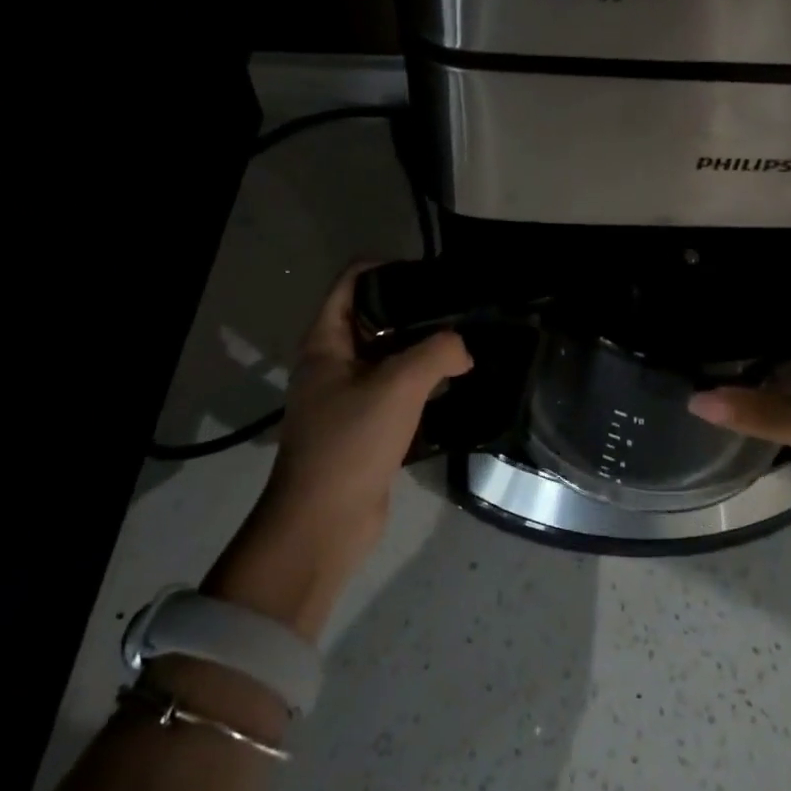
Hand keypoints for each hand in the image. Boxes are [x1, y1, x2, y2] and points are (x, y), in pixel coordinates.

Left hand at [205, 261, 470, 637]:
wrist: (324, 522)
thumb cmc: (352, 442)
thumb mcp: (398, 386)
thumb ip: (437, 353)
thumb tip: (464, 350)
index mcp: (326, 342)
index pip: (353, 282)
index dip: (389, 268)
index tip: (432, 275)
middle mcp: (332, 363)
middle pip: (374, 318)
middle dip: (415, 311)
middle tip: (460, 311)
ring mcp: (347, 396)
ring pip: (388, 357)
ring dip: (422, 350)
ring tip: (466, 344)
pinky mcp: (365, 426)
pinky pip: (396, 391)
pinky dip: (422, 384)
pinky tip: (456, 385)